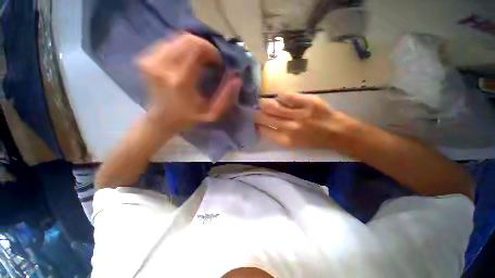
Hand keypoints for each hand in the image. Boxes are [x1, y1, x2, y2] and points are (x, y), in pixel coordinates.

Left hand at [138, 33, 241, 131]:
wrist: (161, 119)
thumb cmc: (189, 118)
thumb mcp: (212, 114)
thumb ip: (225, 98)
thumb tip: (237, 79)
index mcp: (180, 81)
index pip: (196, 48)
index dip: (211, 51)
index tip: (217, 62)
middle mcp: (162, 67)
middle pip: (186, 39)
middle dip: (203, 46)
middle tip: (210, 60)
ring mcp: (150, 62)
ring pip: (177, 39)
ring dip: (193, 47)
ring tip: (200, 61)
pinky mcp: (145, 60)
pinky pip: (168, 44)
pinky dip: (181, 49)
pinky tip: (187, 61)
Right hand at [255, 93, 356, 148]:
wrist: (336, 132)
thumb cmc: (313, 140)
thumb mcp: (293, 144)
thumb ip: (276, 136)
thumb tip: (262, 126)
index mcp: (285, 140)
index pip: (263, 130)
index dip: (257, 125)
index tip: (255, 122)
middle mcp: (289, 128)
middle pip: (264, 117)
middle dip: (256, 114)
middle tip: (256, 111)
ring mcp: (298, 114)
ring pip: (272, 106)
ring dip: (264, 103)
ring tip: (264, 103)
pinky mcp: (307, 102)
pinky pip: (286, 96)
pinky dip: (280, 97)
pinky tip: (281, 99)